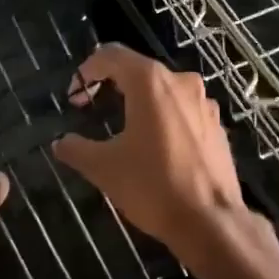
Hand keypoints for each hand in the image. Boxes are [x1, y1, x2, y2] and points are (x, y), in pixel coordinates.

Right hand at [52, 44, 251, 267]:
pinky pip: (182, 110)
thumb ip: (76, 149)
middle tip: (91, 108)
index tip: (74, 97)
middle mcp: (180, 82)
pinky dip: (163, 117)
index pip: (111, 55)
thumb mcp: (103, 168)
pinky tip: (155, 145)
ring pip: (163, 89)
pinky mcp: (217, 126)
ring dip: (139, 100)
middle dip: (111, 83)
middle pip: (138, 69)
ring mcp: (204, 103)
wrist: (212, 222)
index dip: (87, 71)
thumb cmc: (153, 186)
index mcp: (150, 82)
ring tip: (122, 126)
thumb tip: (61, 143)